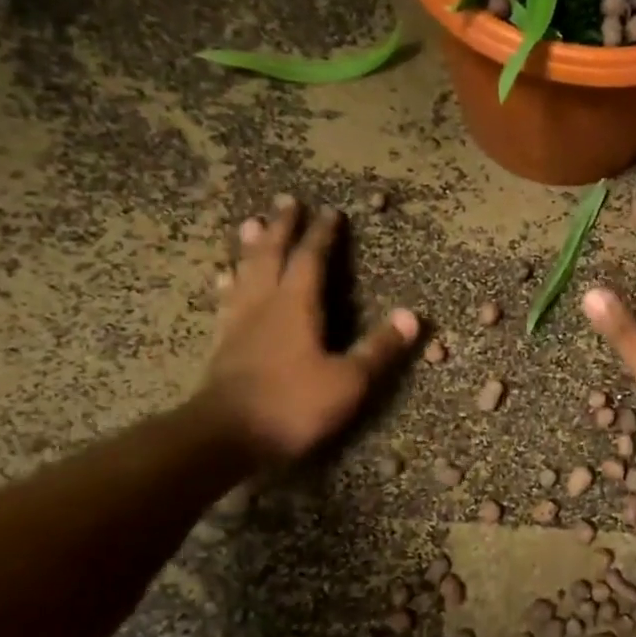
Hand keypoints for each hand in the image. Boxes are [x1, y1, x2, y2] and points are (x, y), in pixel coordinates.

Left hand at [200, 196, 418, 463]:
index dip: (323, 235)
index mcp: (297, 306)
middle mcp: (265, 303)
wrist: (226, 435)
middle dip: (283, 227)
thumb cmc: (292, 406)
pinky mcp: (223, 342)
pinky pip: (226, 300)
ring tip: (252, 224)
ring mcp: (239, 322)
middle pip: (272, 255)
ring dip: (251, 246)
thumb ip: (379, 349)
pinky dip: (229, 282)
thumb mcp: (348, 382)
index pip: (311, 259)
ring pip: (245, 272)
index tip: (331, 212)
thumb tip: (412, 317)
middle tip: (288, 201)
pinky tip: (224, 277)